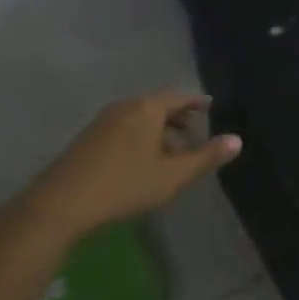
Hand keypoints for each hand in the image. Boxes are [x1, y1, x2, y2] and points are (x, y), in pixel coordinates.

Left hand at [14, 92, 240, 241]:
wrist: (61, 203)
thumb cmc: (125, 185)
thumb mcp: (173, 175)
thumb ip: (206, 156)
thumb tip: (237, 140)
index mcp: (147, 108)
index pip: (178, 96)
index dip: (196, 102)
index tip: (210, 106)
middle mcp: (124, 106)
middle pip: (158, 104)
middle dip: (178, 116)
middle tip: (196, 130)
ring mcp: (102, 121)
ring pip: (139, 117)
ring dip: (159, 129)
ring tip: (173, 150)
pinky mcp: (88, 138)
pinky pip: (124, 127)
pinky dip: (141, 135)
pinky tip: (143, 160)